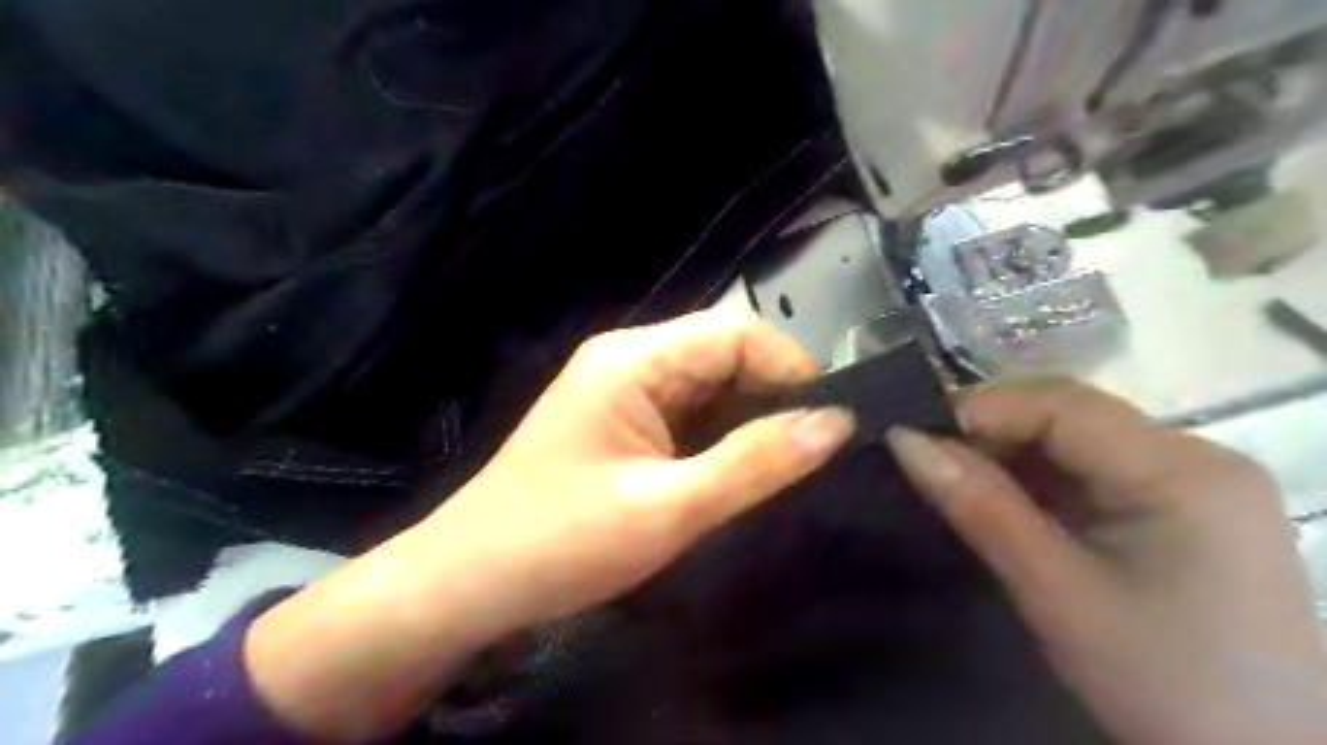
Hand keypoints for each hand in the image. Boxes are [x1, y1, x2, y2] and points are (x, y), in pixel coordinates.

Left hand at [422, 309, 861, 635]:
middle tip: (805, 456)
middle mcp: (628, 358)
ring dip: (746, 420)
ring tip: (776, 469)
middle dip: (770, 397)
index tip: (826, 427)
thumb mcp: (669, 508)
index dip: (790, 369)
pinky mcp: (617, 420)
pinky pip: (685, 411)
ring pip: (708, 384)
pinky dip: (717, 436)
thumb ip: (756, 463)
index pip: (736, 332)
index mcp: (634, 360)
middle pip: (722, 352)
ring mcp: (619, 389)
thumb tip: (836, 422)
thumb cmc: (562, 542)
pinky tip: (731, 472)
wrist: (468, 582)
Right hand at [883, 383, 1325, 740]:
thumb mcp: (1056, 592)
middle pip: (1070, 415)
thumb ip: (980, 507)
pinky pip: (1092, 473)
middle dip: (991, 432)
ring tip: (953, 483)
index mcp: (1182, 471)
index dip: (979, 409)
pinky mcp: (1181, 510)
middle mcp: (1196, 458)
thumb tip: (903, 442)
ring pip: (1076, 442)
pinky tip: (1003, 505)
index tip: (911, 437)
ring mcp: (1192, 484)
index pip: (1062, 404)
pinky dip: (1038, 482)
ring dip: (1010, 458)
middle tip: (925, 462)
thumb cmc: (1163, 684)